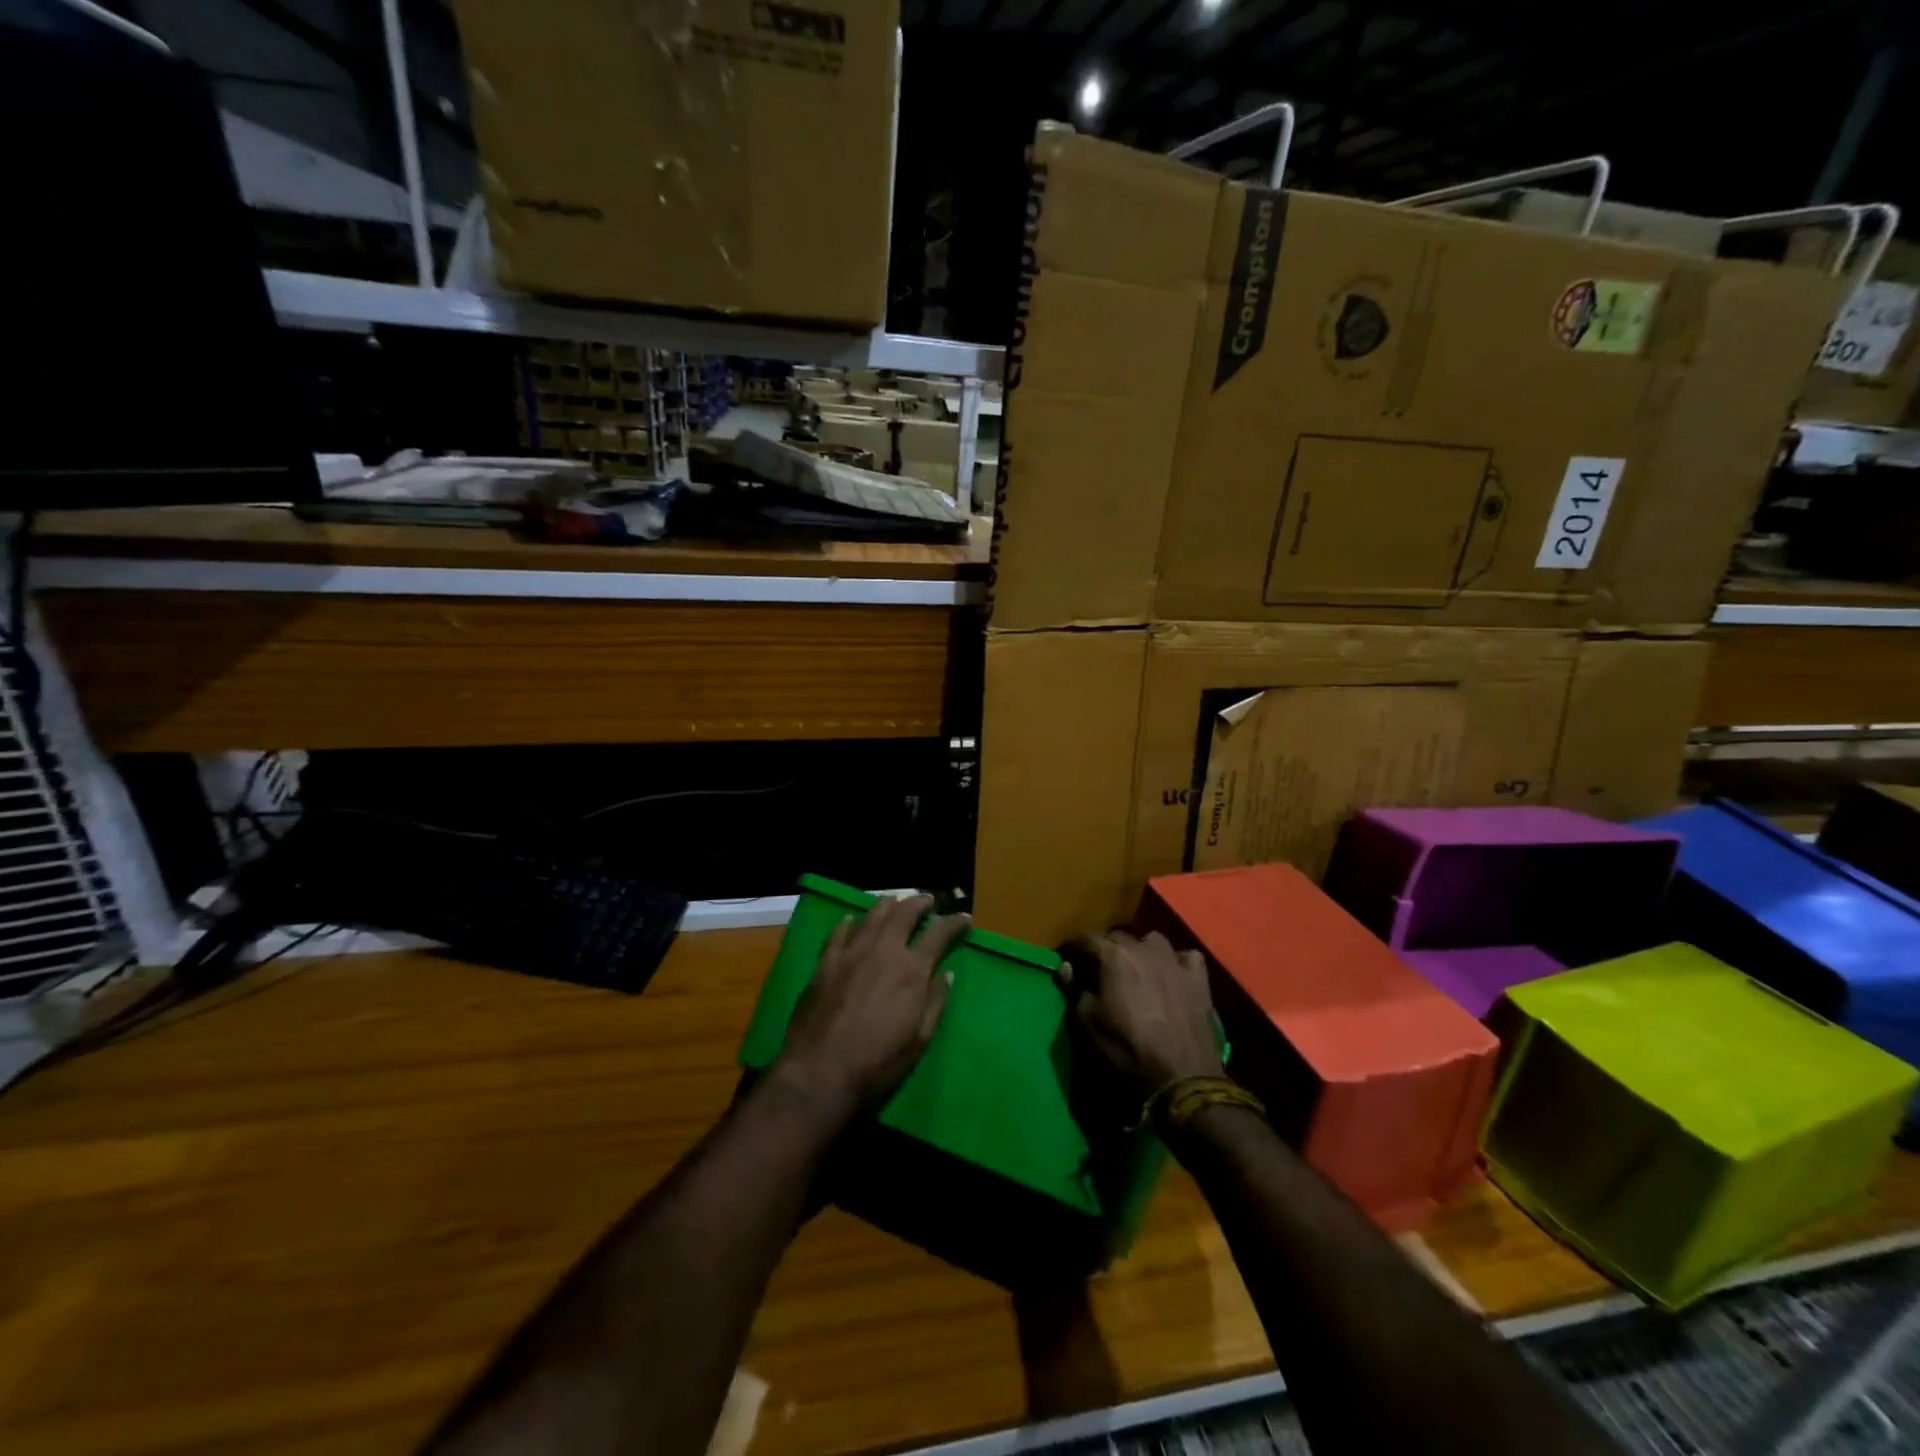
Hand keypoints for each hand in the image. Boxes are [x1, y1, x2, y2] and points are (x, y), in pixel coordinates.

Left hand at [772, 895, 969, 1116]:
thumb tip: (947, 973)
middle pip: (903, 914)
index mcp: (911, 971)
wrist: (820, 1072)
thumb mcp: (919, 1040)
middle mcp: (883, 951)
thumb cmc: (877, 1063)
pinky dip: (851, 922)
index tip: (964, 917)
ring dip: (888, 905)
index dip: (954, 922)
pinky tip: (853, 919)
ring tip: (896, 901)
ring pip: (872, 916)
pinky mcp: (825, 962)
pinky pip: (840, 932)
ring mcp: (851, 953)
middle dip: (919, 903)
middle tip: (927, 900)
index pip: (939, 934)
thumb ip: (935, 1002)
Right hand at [1067, 931, 1222, 1095]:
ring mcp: (1175, 960)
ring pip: (1153, 940)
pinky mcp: (1199, 978)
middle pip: (1118, 936)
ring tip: (1138, 967)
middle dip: (1106, 947)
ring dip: (1142, 949)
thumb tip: (1067, 967)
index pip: (1086, 938)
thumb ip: (1076, 989)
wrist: (1181, 1074)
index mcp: (1114, 956)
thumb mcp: (1088, 1022)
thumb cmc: (1127, 1047)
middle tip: (1100, 967)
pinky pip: (1187, 957)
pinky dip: (1178, 962)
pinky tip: (1174, 974)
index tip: (1066, 954)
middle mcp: (1144, 948)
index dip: (1073, 945)